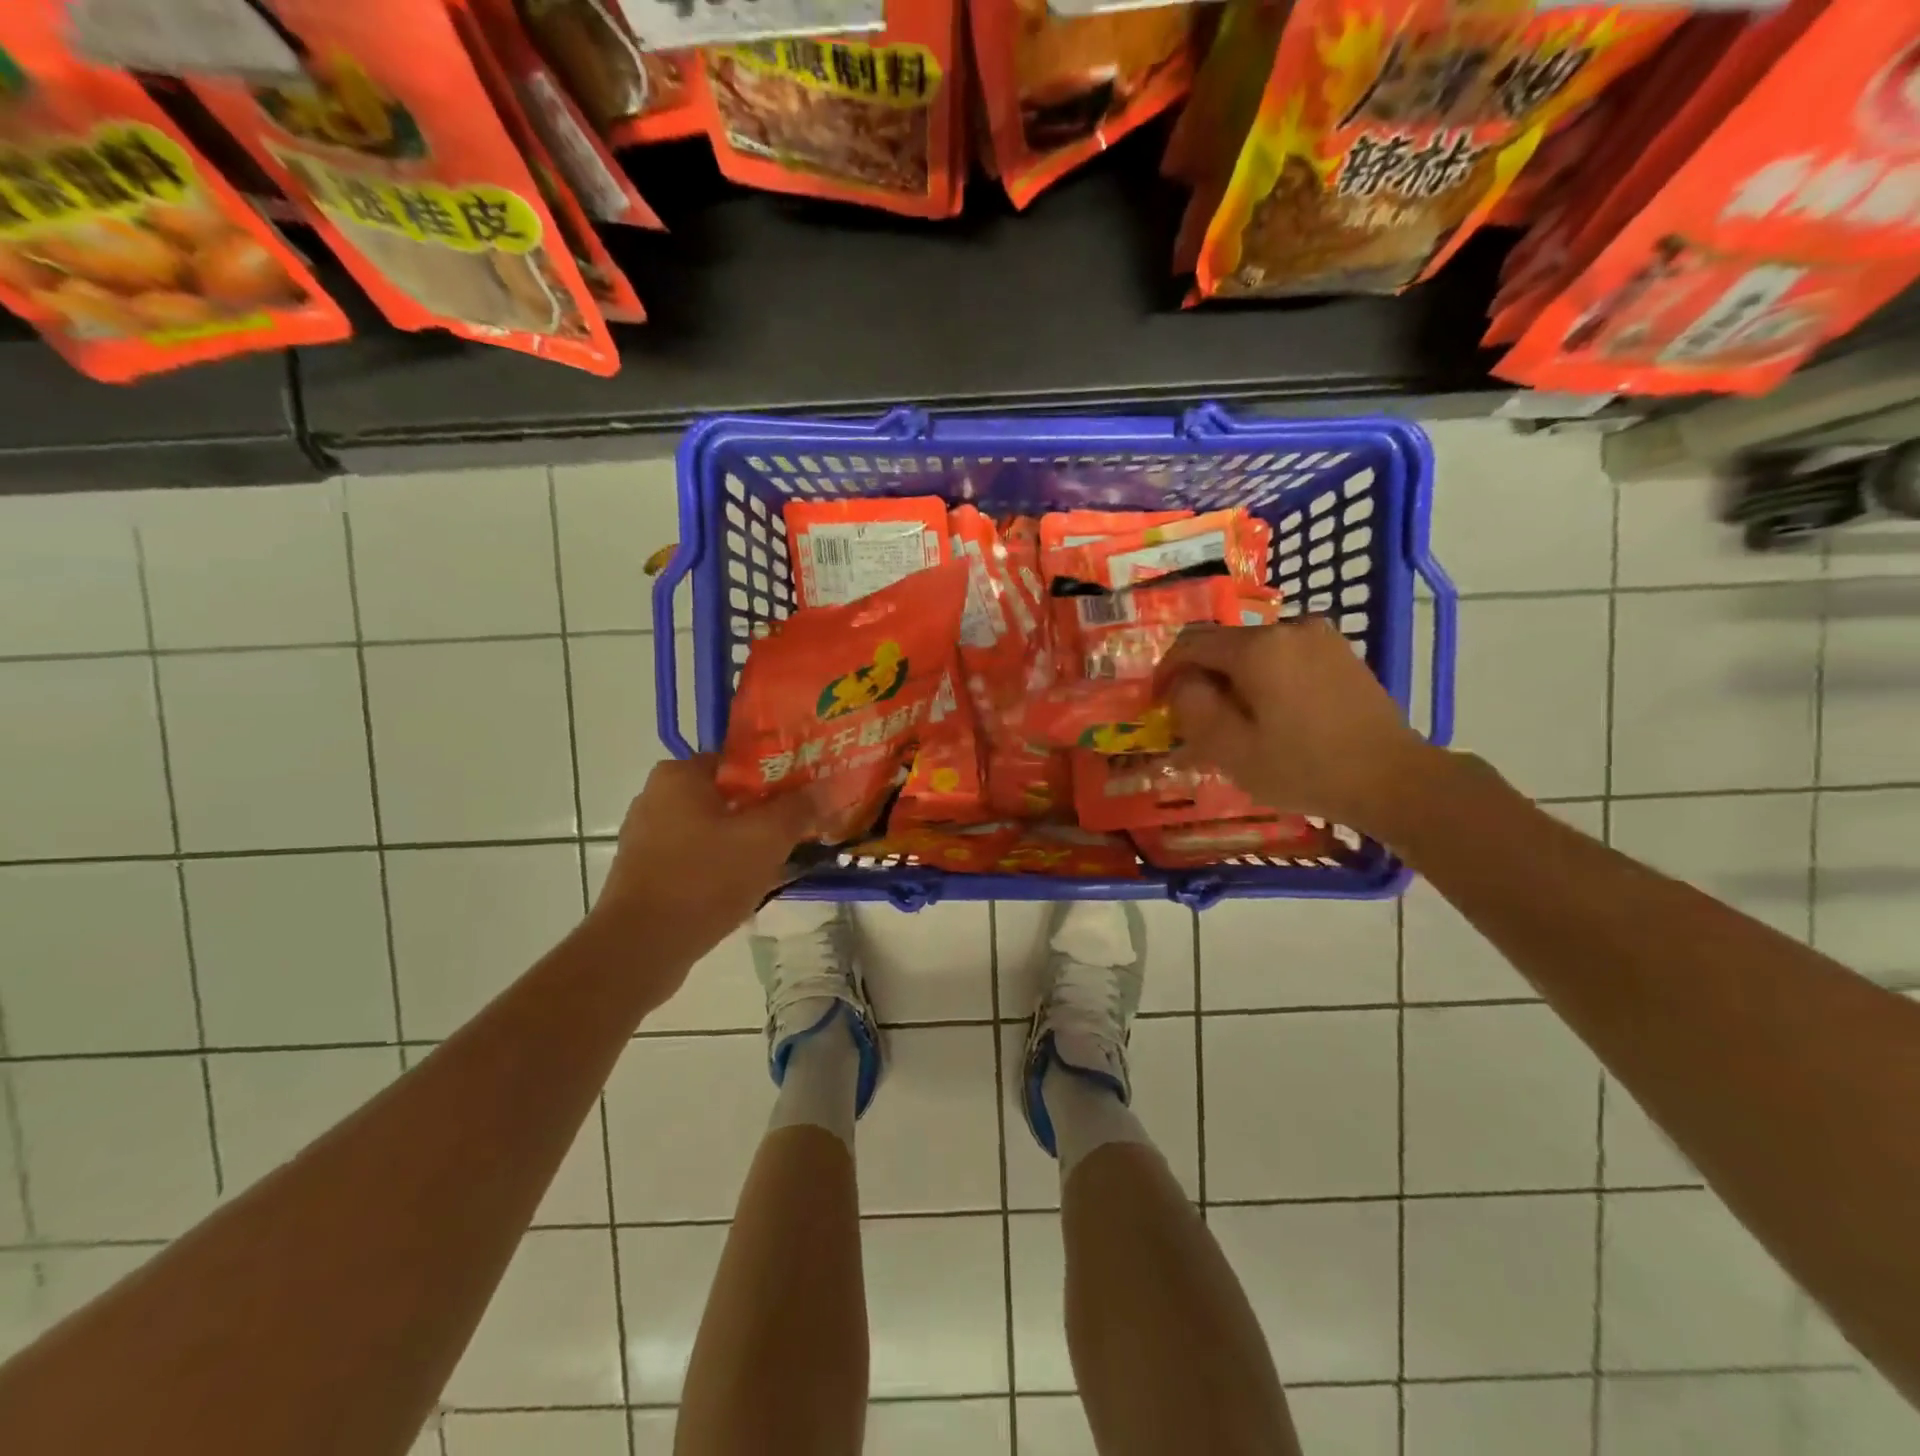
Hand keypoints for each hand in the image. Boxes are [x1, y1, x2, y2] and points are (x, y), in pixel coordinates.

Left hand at [591, 755, 817, 975]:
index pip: (739, 761)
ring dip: (744, 844)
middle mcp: (656, 797)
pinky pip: (696, 859)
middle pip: (726, 797)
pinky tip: (745, 889)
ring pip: (713, 830)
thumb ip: (798, 808)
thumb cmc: (705, 878)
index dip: (778, 776)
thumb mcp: (766, 839)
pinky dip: (720, 868)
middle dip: (763, 814)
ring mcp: (647, 837)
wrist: (641, 948)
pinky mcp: (645, 872)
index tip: (805, 797)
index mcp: (679, 775)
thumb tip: (823, 788)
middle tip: (797, 832)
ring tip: (779, 864)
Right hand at [1154, 617, 1441, 834]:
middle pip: (1225, 645)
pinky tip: (1271, 713)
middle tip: (1195, 720)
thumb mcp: (1232, 750)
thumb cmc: (1305, 768)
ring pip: (1255, 651)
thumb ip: (1193, 708)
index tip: (1157, 702)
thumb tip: (1182, 684)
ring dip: (1234, 679)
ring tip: (1234, 720)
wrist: (1393, 779)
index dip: (1166, 670)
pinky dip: (1265, 678)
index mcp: (1258, 647)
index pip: (1191, 643)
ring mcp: (1320, 637)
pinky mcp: (1340, 652)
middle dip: (1202, 677)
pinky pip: (1285, 656)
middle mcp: (1288, 627)